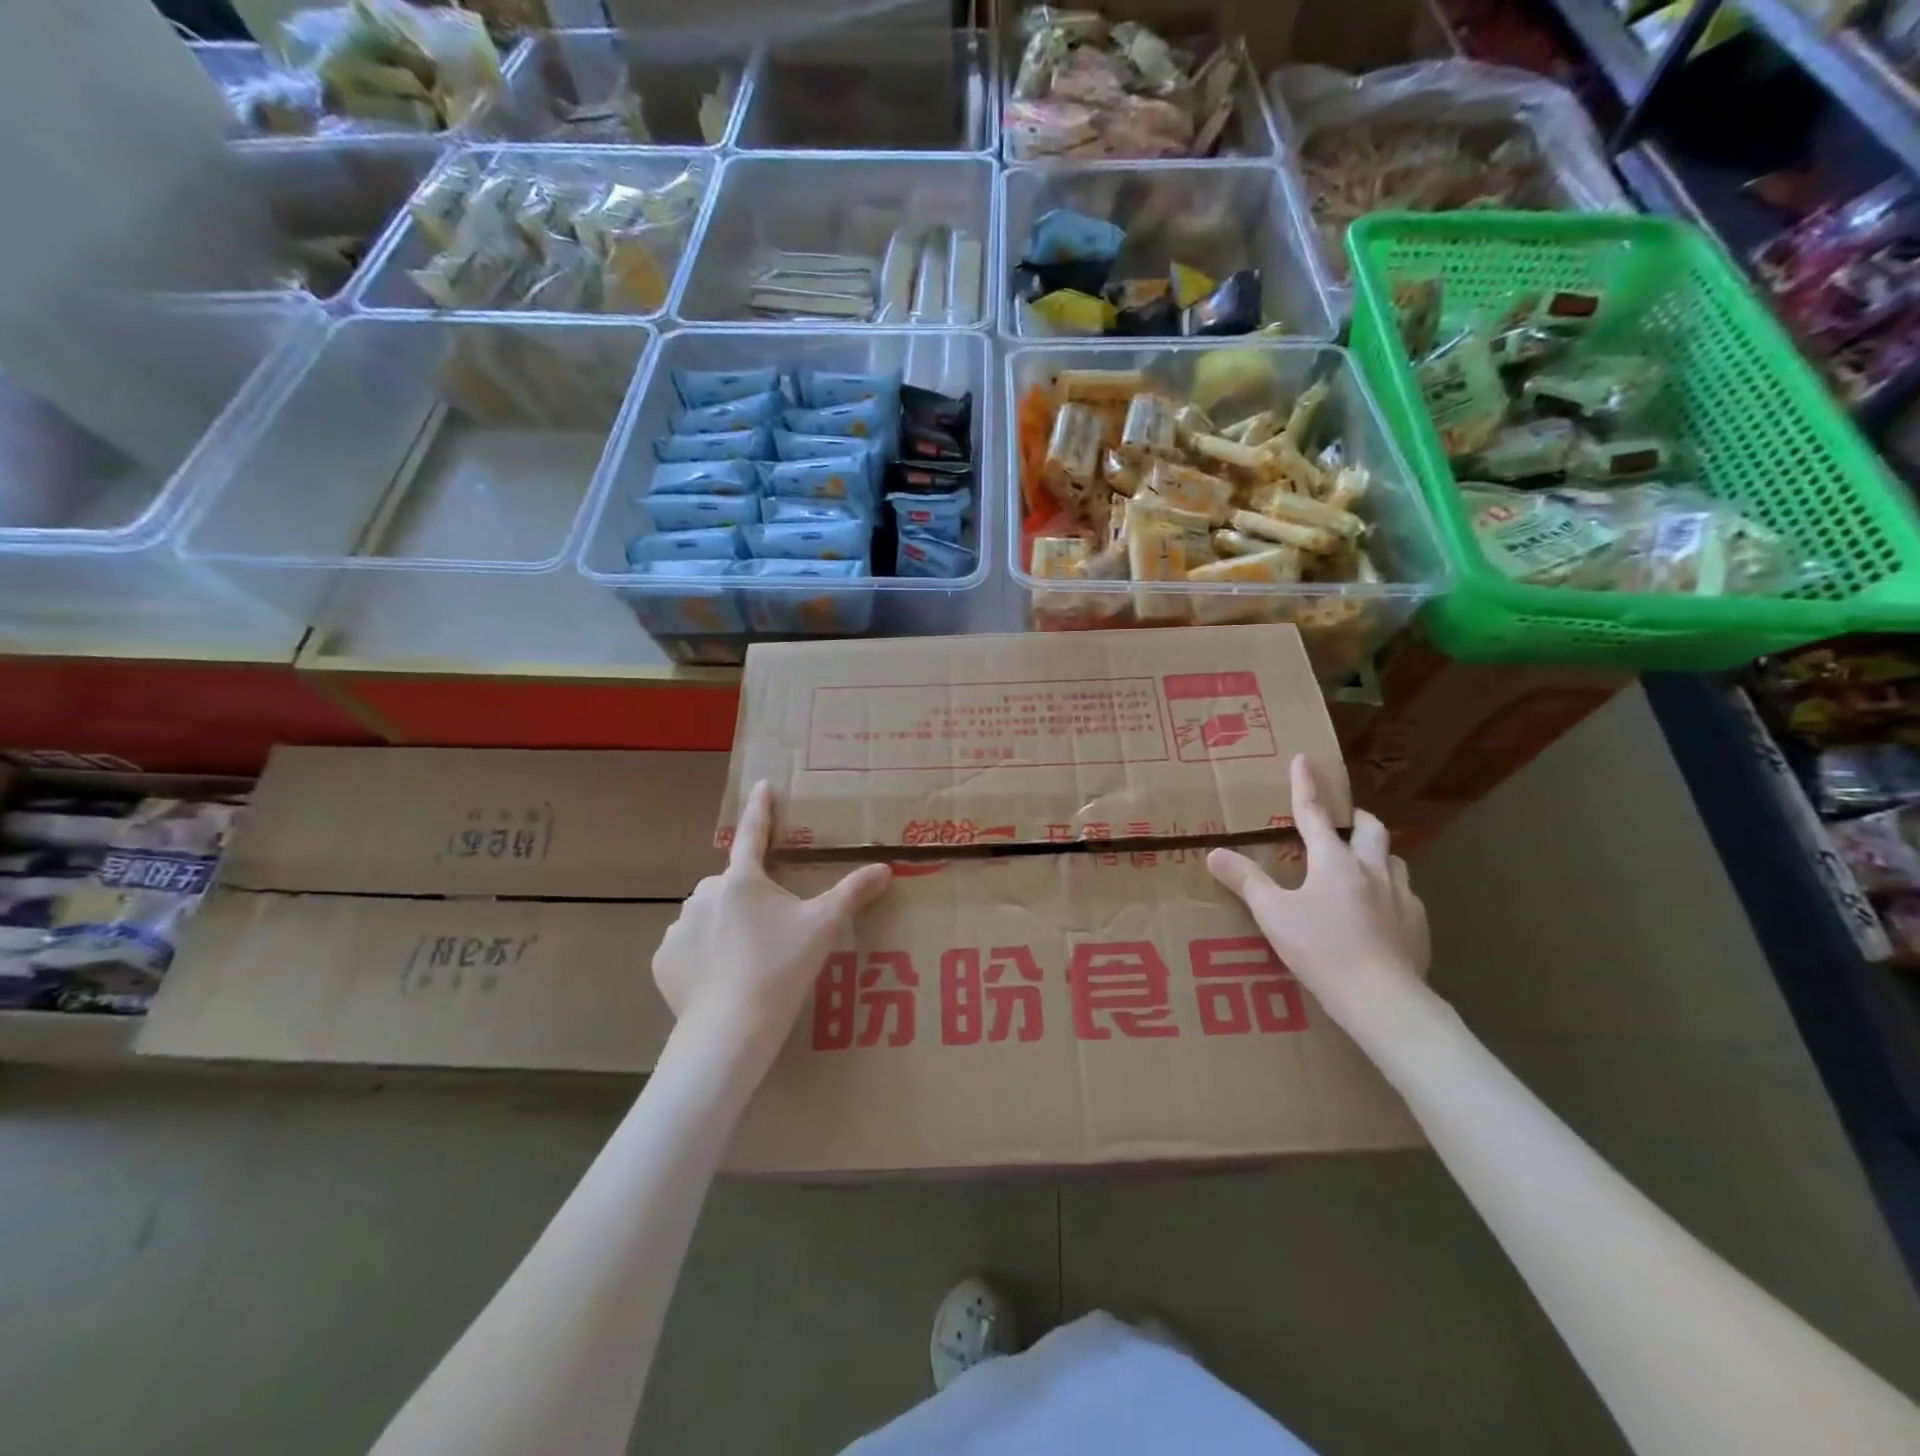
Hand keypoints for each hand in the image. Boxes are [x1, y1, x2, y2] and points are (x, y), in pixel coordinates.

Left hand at [654, 782, 891, 1064]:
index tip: (762, 785)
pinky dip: (703, 956)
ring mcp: (680, 928)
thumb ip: (852, 893)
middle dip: (748, 899)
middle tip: (771, 930)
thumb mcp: (823, 927)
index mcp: (743, 880)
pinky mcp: (664, 961)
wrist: (731, 1029)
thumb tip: (885, 868)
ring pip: (708, 917)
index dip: (761, 808)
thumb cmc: (781, 967)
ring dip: (724, 927)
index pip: (753, 833)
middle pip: (732, 886)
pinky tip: (721, 980)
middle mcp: (705, 894)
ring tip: (747, 961)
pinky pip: (688, 948)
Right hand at [1207, 755, 1429, 1031]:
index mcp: (1334, 862)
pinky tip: (1379, 912)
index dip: (1306, 785)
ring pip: (1393, 859)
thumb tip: (1216, 853)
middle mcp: (1372, 870)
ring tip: (1360, 866)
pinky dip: (1389, 891)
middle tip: (1342, 822)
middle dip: (1355, 818)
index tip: (1304, 759)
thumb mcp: (1274, 916)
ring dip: (1376, 854)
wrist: (1384, 1000)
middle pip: (1370, 829)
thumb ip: (1246, 882)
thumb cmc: (1323, 950)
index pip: (1315, 814)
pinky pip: (1404, 895)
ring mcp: (1401, 897)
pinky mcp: (1418, 925)